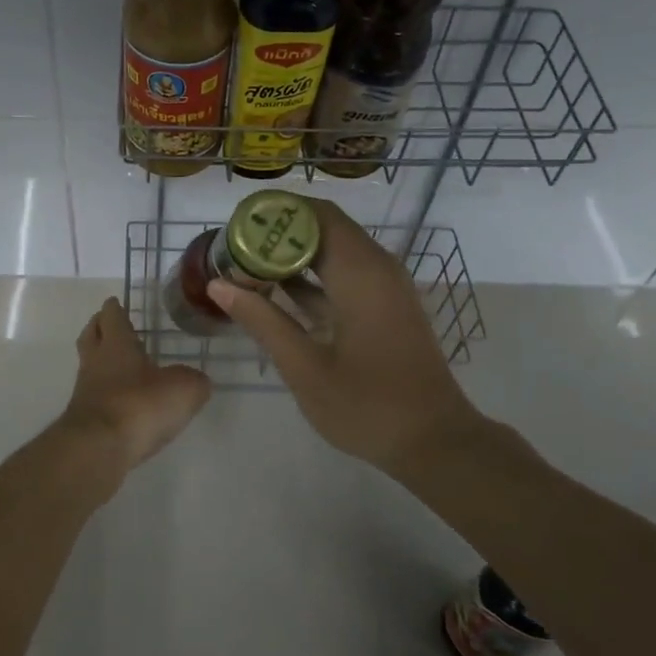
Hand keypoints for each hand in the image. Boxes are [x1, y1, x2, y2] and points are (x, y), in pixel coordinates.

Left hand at [58, 297, 210, 472]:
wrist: (98, 449)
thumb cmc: (139, 405)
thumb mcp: (183, 389)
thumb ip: (194, 381)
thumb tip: (197, 381)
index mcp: (117, 344)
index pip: (112, 317)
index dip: (114, 308)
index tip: (115, 302)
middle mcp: (96, 363)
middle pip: (90, 336)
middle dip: (98, 327)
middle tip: (107, 324)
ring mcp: (85, 393)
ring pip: (89, 367)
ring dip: (100, 363)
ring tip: (119, 367)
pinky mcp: (83, 421)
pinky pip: (94, 398)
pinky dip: (105, 395)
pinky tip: (122, 403)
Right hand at [206, 198, 477, 469]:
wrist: (436, 442)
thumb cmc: (368, 407)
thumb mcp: (305, 368)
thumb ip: (262, 321)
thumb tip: (219, 285)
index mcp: (360, 273)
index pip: (315, 215)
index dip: (274, 213)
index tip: (235, 228)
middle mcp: (377, 267)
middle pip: (322, 227)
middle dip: (277, 234)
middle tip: (233, 249)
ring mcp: (385, 286)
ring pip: (333, 250)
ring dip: (292, 255)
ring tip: (246, 267)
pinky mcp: (385, 305)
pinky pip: (344, 273)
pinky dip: (311, 276)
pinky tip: (276, 294)